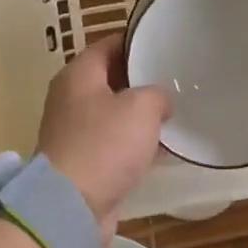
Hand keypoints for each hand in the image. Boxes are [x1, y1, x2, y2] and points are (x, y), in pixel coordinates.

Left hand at [36, 34, 170, 235]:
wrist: (72, 206)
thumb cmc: (104, 145)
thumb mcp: (141, 107)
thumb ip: (157, 94)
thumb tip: (160, 101)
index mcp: (78, 75)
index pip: (110, 44)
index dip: (138, 41)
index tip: (165, 43)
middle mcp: (71, 98)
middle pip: (111, 78)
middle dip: (142, 79)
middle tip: (176, 79)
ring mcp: (75, 131)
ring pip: (114, 112)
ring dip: (141, 114)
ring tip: (174, 112)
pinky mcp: (84, 161)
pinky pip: (114, 142)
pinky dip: (135, 142)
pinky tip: (162, 147)